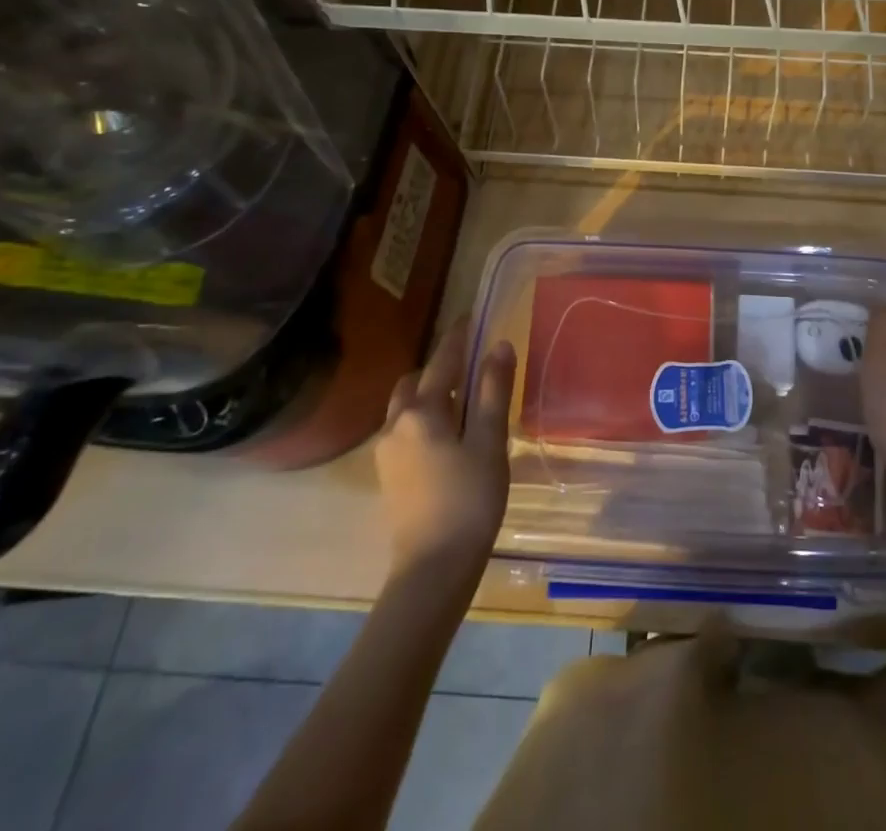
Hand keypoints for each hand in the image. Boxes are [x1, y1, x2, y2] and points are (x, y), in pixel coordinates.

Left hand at [373, 320, 515, 582]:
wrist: (433, 569)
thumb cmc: (469, 499)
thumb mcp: (489, 441)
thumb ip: (492, 390)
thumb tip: (499, 344)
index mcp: (422, 410)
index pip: (443, 359)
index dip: (458, 336)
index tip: (470, 316)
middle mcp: (396, 423)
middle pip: (416, 381)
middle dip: (441, 367)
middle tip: (473, 366)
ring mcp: (386, 451)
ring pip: (406, 405)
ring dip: (430, 393)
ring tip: (463, 401)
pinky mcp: (389, 474)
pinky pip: (404, 428)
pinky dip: (424, 417)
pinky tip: (448, 435)